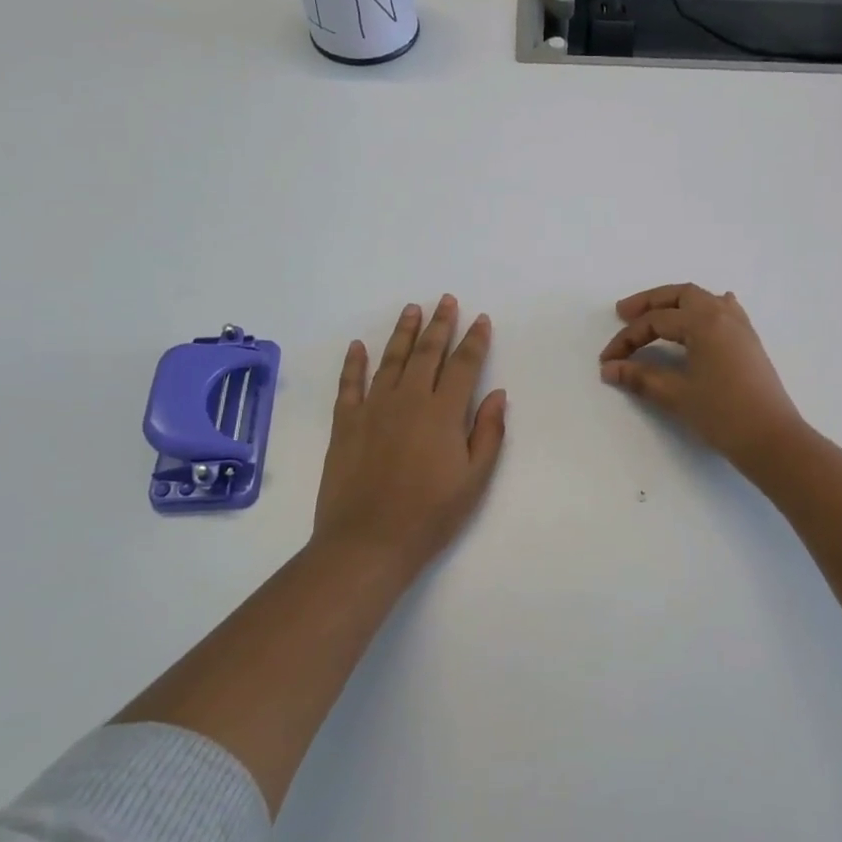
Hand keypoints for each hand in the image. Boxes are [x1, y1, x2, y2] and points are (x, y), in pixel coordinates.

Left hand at [314, 296, 507, 573]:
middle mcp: (408, 399)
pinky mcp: (345, 423)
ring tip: (411, 309)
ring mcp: (373, 408)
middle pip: (427, 352)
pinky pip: (349, 384)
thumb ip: (488, 432)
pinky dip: (354, 363)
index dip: (474, 340)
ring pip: (390, 359)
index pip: (463, 365)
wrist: (368, 541)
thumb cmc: (430, 514)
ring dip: (402, 332)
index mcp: (443, 411)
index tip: (480, 319)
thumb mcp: (474, 479)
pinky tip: (358, 347)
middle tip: (446, 300)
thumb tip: (497, 394)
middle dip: (439, 324)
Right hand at [599, 283, 806, 463]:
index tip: (607, 360)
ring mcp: (740, 327)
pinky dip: (705, 309)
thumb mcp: (676, 395)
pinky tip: (704, 316)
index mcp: (703, 322)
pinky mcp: (749, 342)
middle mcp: (723, 315)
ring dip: (676, 303)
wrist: (772, 439)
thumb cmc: (722, 415)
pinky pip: (724, 311)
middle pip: (680, 295)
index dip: (627, 339)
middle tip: (623, 314)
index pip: (655, 322)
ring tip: (655, 315)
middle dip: (650, 303)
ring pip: (703, 299)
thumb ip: (640, 377)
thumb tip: (610, 368)